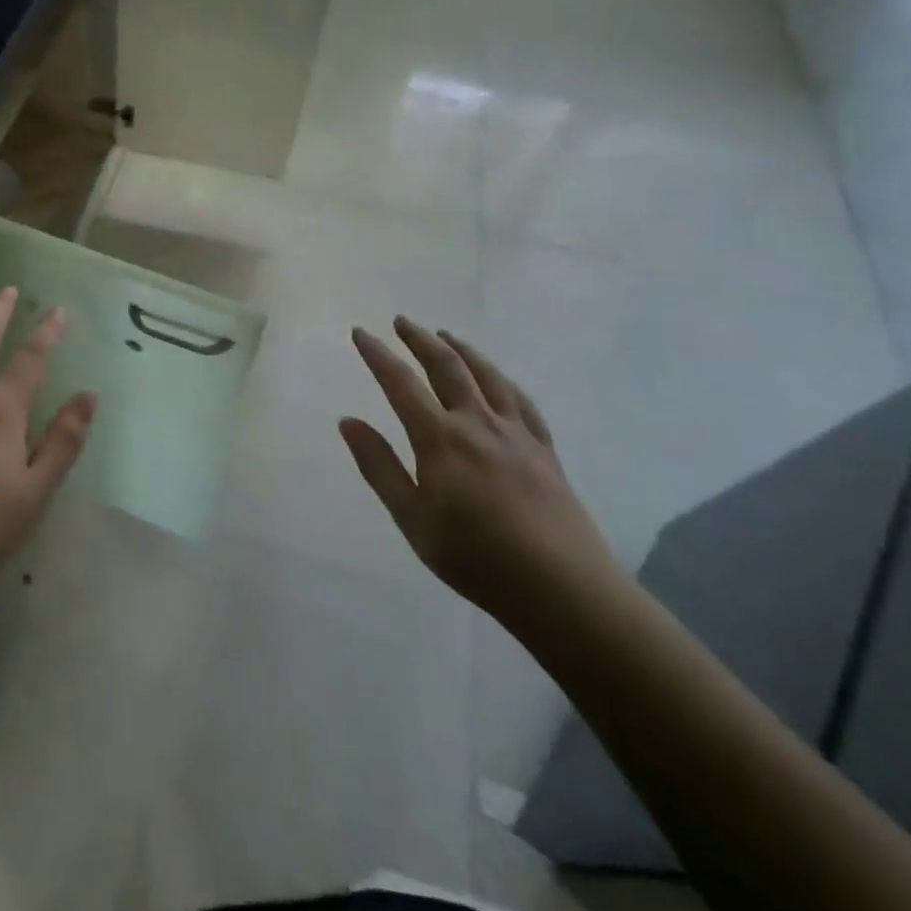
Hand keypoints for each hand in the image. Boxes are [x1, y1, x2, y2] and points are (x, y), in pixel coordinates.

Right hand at [340, 318, 622, 628]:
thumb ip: (379, 466)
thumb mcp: (413, 519)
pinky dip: (502, 380)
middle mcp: (477, 423)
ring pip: (486, 375)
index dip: (377, 355)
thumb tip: (347, 421)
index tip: (360, 332)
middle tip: (401, 322)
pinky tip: (497, 378)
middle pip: (446, 367)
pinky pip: (521, 400)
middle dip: (420, 340)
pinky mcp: (544, 449)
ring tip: (445, 335)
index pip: (400, 383)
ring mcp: (516, 433)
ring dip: (462, 350)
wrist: (563, 588)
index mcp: (441, 439)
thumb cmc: (476, 558)